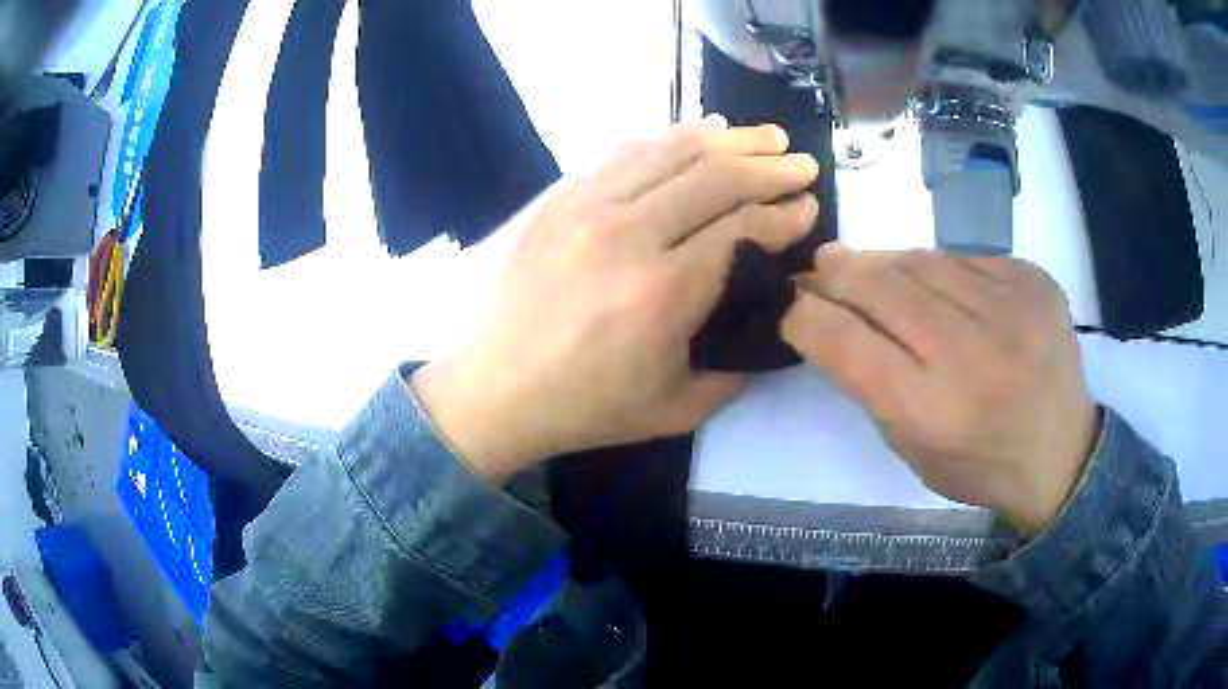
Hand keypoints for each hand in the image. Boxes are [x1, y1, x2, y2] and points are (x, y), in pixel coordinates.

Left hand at [414, 117, 819, 482]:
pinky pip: (626, 151)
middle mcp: (631, 233)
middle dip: (771, 166)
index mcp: (665, 291)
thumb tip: (769, 323)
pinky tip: (698, 131)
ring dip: (729, 139)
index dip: (785, 213)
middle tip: (802, 162)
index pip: (745, 229)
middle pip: (717, 176)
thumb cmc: (584, 406)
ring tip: (764, 135)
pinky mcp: (561, 196)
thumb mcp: (675, 409)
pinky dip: (671, 136)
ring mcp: (589, 206)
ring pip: (673, 151)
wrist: (491, 388)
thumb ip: (736, 370)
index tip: (809, 206)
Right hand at [781, 246, 1099, 536]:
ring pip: (923, 262)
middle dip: (836, 274)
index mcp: (932, 412)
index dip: (804, 315)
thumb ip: (870, 382)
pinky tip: (934, 283)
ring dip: (884, 263)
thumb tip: (830, 314)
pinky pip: (966, 258)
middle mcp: (972, 354)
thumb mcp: (911, 448)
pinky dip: (938, 267)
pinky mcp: (1034, 281)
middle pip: (882, 288)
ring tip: (867, 269)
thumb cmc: (978, 464)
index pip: (846, 342)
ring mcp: (1011, 309)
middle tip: (816, 269)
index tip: (787, 303)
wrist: (1061, 453)